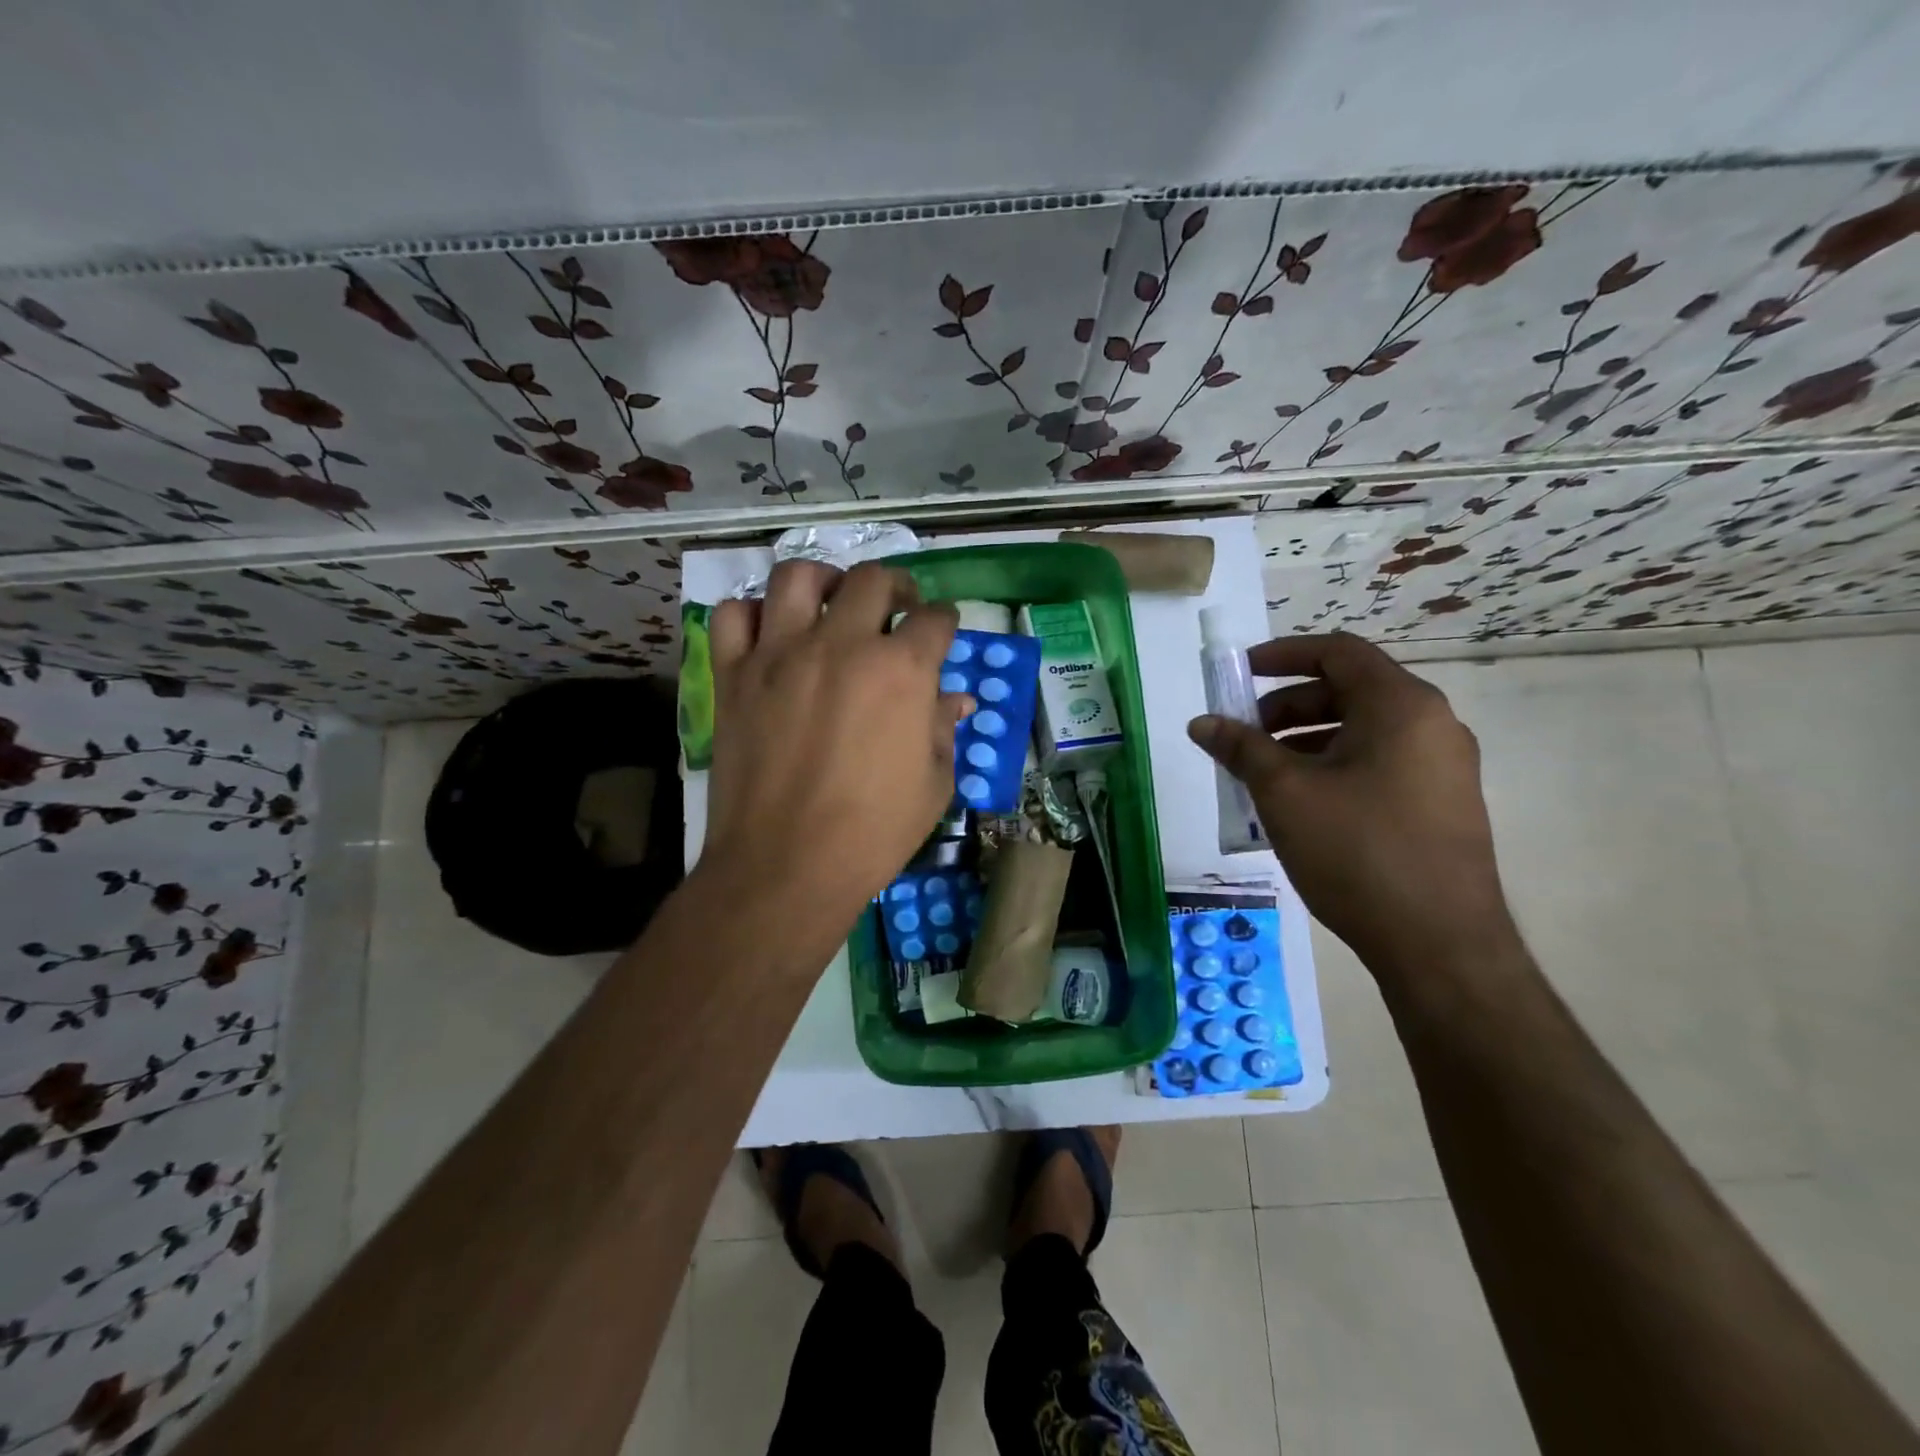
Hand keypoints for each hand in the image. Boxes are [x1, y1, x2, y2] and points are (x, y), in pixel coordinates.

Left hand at [700, 561, 969, 964]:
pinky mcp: (733, 675)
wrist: (786, 866)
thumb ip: (943, 729)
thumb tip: (954, 700)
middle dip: (896, 587)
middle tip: (897, 609)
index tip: (941, 631)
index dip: (945, 621)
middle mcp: (842, 644)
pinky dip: (753, 614)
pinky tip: (770, 634)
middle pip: (872, 580)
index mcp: (901, 670)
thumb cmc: (873, 833)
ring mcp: (780, 654)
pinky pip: (733, 616)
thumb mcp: (933, 785)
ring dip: (824, 581)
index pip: (935, 619)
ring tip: (832, 602)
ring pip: (798, 577)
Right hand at [1187, 632, 1517, 979]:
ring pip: (1362, 731)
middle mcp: (1432, 724)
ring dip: (1305, 740)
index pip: (1337, 652)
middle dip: (1286, 706)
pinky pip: (1379, 763)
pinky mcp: (1442, 803)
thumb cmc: (1358, 851)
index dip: (1281, 655)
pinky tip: (1300, 805)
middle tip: (1243, 736)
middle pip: (1349, 691)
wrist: (1440, 944)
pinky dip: (1333, 766)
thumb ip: (1241, 748)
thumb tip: (1202, 722)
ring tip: (1262, 776)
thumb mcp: (1285, 793)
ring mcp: (1442, 766)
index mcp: (1401, 706)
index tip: (1238, 673)